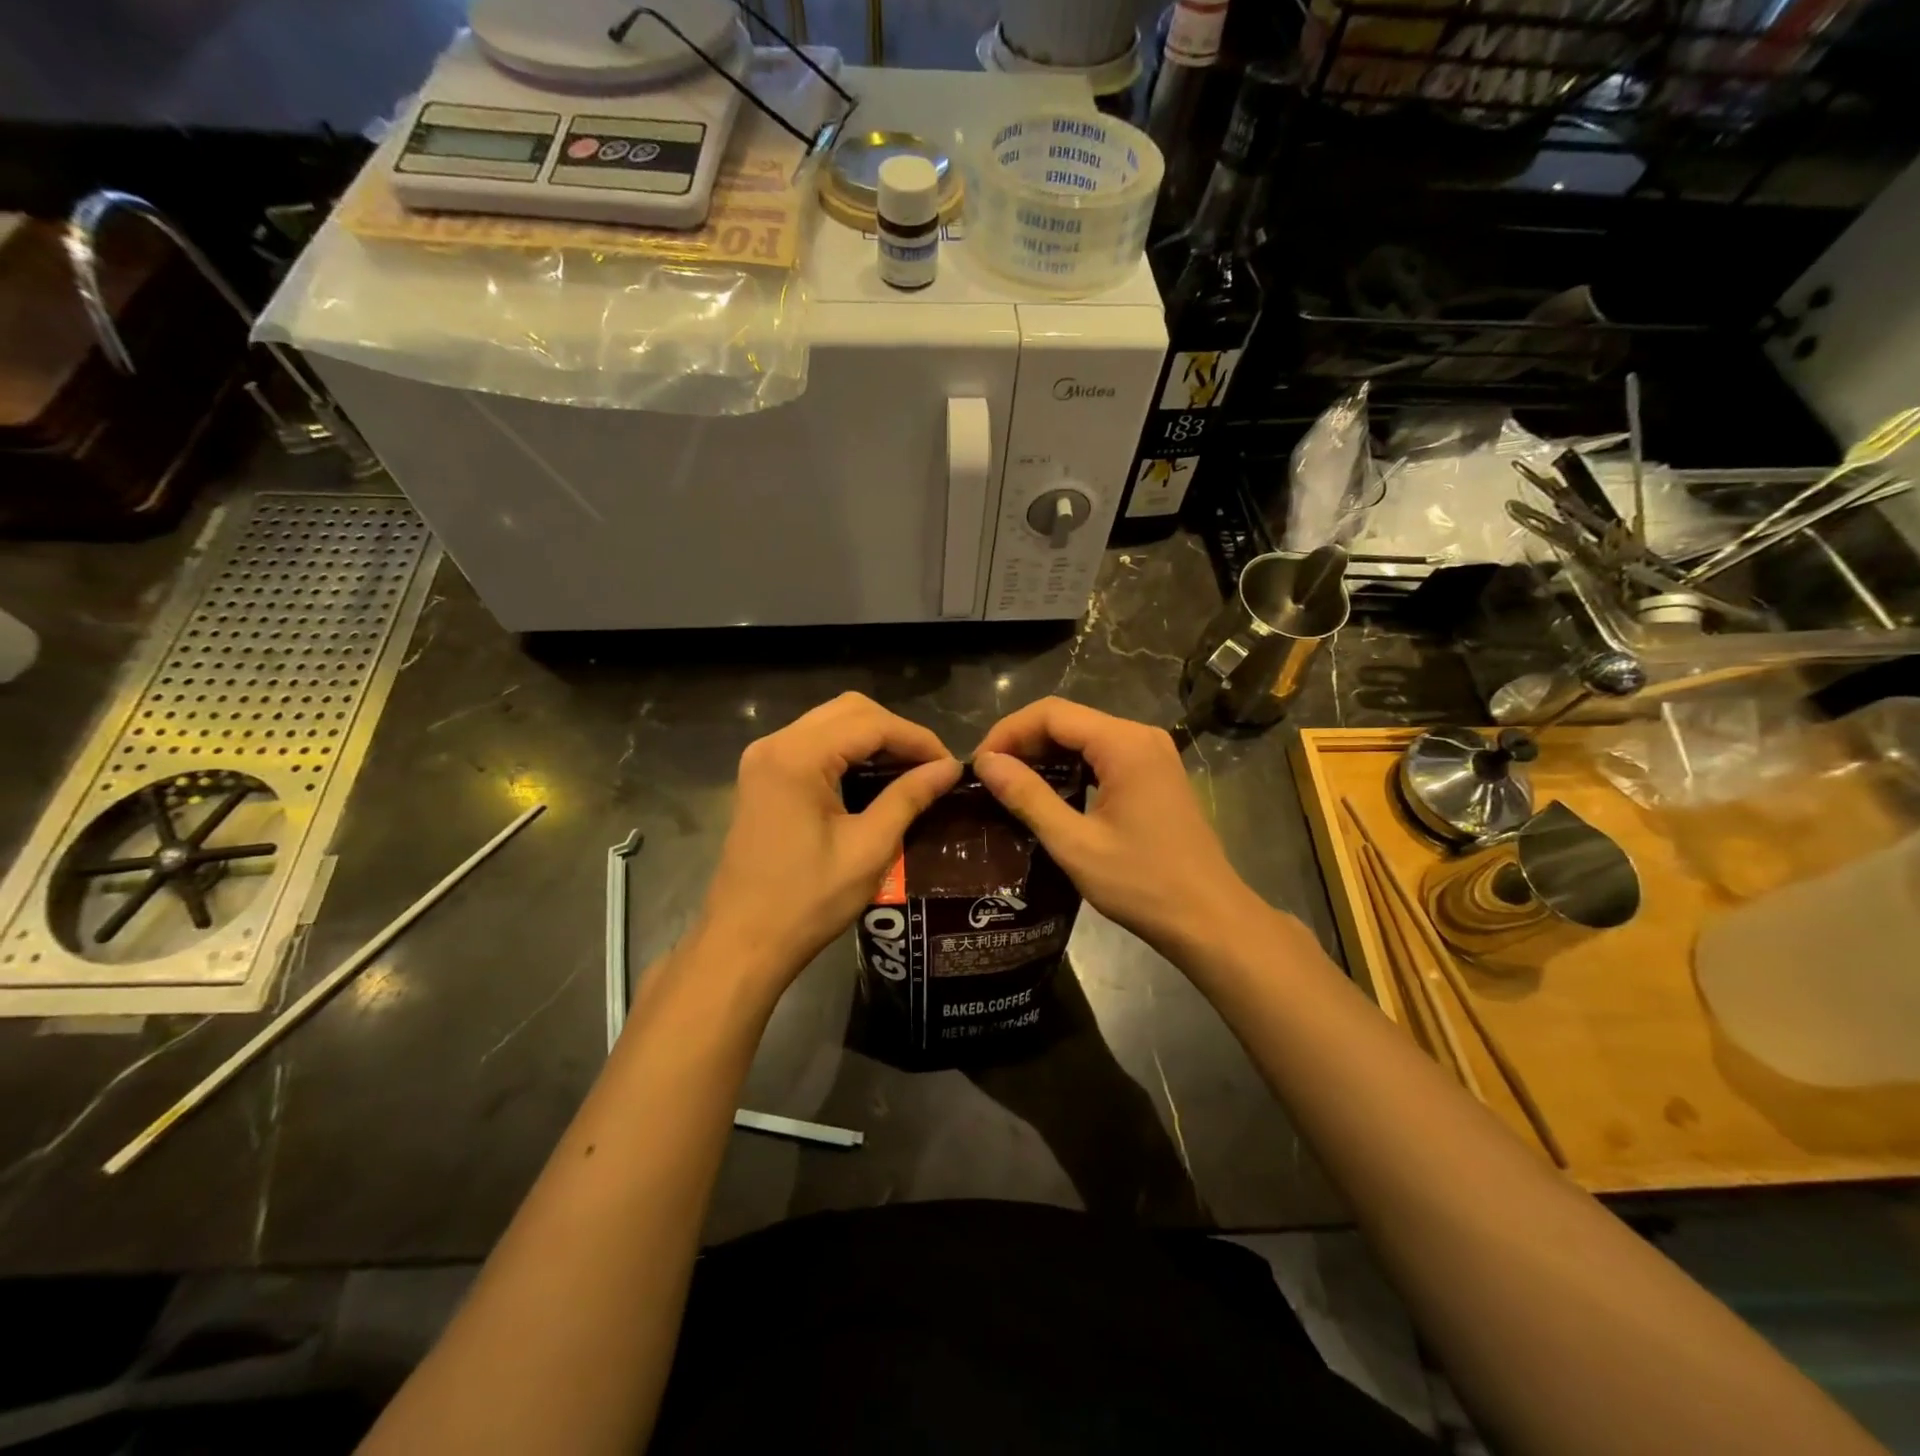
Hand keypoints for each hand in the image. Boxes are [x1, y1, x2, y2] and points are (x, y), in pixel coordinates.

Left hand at [698, 693, 960, 993]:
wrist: (743, 942)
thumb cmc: (807, 901)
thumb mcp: (869, 848)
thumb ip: (909, 797)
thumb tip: (950, 767)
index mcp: (797, 757)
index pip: (871, 723)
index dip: (917, 739)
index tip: (950, 766)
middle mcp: (775, 744)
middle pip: (849, 710)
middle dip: (896, 732)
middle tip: (931, 768)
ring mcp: (763, 758)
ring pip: (831, 722)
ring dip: (873, 739)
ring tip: (910, 771)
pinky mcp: (762, 776)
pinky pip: (814, 743)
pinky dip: (848, 751)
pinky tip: (873, 778)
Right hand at [973, 698, 1263, 959]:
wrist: (1208, 919)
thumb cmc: (1141, 884)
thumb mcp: (1075, 843)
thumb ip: (1028, 797)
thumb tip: (986, 763)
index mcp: (1124, 744)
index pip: (1052, 713)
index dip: (1008, 732)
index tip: (978, 765)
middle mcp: (1141, 736)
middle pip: (1068, 719)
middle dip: (1024, 741)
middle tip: (989, 776)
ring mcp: (1153, 754)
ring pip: (1085, 736)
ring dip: (1045, 754)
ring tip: (1010, 784)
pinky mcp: (1155, 773)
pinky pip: (1103, 754)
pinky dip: (1071, 766)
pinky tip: (1049, 791)